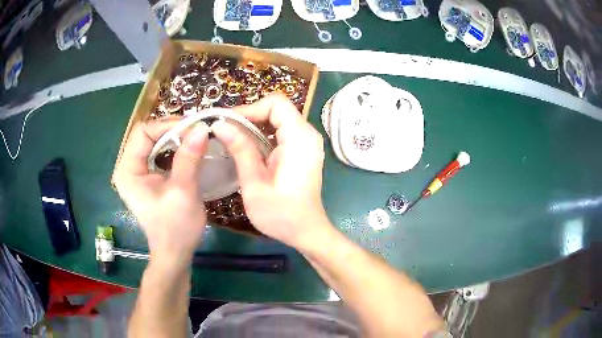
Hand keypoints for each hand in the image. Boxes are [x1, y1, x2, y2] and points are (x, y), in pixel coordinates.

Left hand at [113, 120, 209, 266]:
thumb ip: (189, 157)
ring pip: (155, 142)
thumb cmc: (175, 228)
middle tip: (197, 131)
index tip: (193, 128)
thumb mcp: (183, 191)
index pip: (143, 132)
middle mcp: (129, 167)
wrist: (175, 254)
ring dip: (175, 138)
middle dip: (173, 130)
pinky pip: (159, 154)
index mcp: (128, 170)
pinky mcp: (148, 178)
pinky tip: (189, 151)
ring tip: (196, 138)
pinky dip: (175, 149)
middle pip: (148, 135)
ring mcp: (138, 173)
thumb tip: (203, 127)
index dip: (167, 125)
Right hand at [213, 94, 330, 248]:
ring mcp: (306, 142)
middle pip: (276, 109)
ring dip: (253, 125)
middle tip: (224, 131)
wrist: (306, 232)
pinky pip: (280, 131)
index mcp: (300, 138)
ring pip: (277, 119)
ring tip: (230, 138)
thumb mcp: (254, 183)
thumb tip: (220, 124)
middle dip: (248, 116)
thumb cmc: (281, 214)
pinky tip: (245, 148)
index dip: (249, 108)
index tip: (227, 123)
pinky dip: (261, 135)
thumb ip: (240, 149)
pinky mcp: (302, 150)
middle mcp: (307, 134)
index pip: (276, 103)